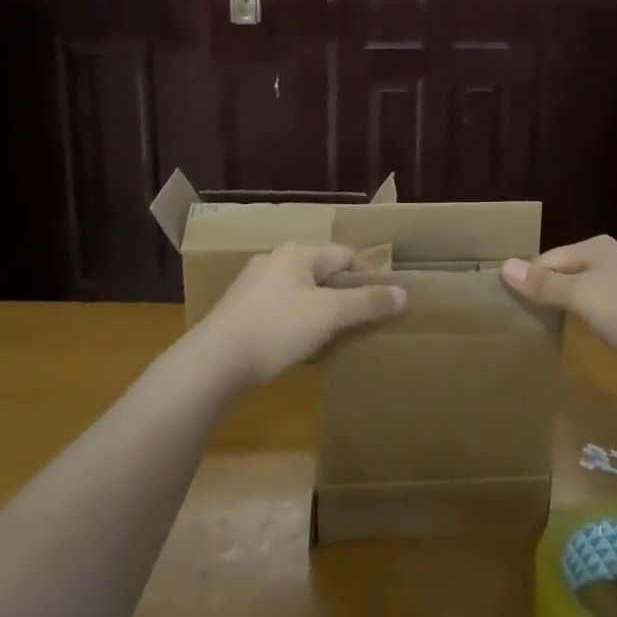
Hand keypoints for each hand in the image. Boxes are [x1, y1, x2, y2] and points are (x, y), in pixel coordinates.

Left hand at [196, 243, 406, 389]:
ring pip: (300, 293)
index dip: (368, 274)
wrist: (213, 363)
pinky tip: (300, 346)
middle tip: (364, 319)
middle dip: (343, 293)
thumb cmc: (277, 328)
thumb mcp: (329, 315)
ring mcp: (252, 286)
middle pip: (321, 273)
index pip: (344, 254)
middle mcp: (274, 261)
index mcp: (297, 253)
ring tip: (336, 335)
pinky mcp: (238, 313)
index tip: (386, 299)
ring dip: (320, 310)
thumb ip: (367, 302)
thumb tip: (404, 293)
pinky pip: (280, 311)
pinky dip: (296, 324)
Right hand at [502, 235, 616, 375]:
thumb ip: (545, 284)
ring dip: (566, 305)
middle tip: (524, 320)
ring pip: (583, 289)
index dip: (528, 281)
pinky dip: (588, 316)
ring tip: (546, 328)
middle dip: (546, 292)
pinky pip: (602, 305)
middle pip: (565, 271)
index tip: (509, 307)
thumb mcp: (583, 297)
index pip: (547, 259)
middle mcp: (610, 257)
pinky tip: (584, 333)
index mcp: (595, 247)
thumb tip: (504, 266)